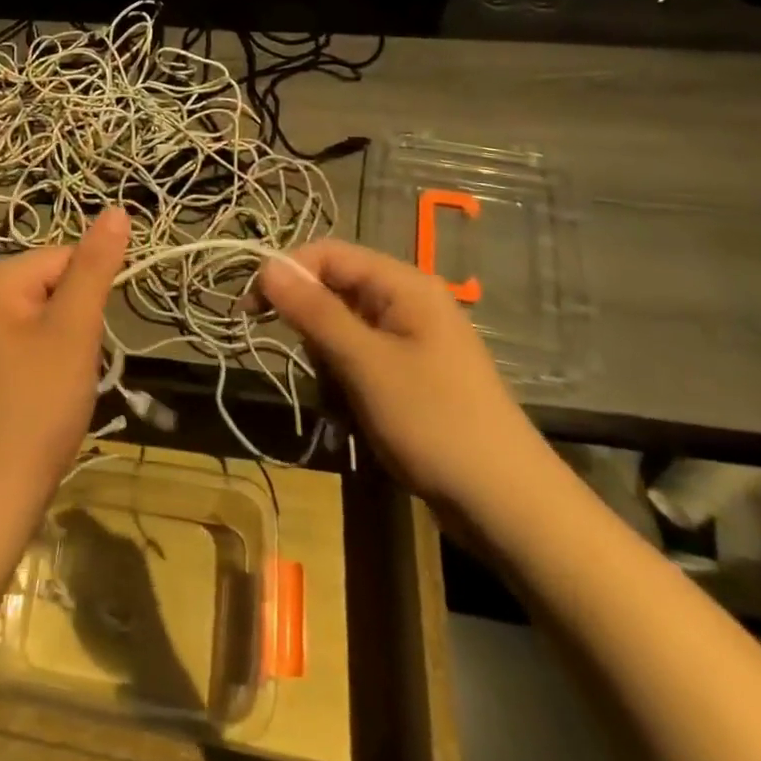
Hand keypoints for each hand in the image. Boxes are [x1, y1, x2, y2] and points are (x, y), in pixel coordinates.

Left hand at [0, 208, 130, 525]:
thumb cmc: (38, 403)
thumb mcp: (73, 328)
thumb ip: (95, 266)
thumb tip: (116, 209)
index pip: (62, 257)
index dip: (89, 294)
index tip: (89, 337)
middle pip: (53, 283)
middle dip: (78, 319)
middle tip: (75, 363)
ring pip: (48, 312)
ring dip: (70, 339)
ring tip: (64, 379)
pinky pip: (34, 336)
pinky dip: (54, 356)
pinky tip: (51, 388)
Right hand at [258, 240, 549, 516]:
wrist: (508, 507)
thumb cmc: (435, 423)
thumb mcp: (365, 363)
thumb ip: (313, 311)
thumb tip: (266, 265)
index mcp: (404, 285)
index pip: (328, 254)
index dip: (286, 273)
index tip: (251, 310)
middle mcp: (408, 302)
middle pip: (334, 292)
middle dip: (313, 331)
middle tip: (318, 372)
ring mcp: (412, 340)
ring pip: (342, 331)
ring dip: (329, 365)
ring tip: (345, 405)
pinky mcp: (412, 374)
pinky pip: (360, 360)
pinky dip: (347, 384)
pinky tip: (357, 418)